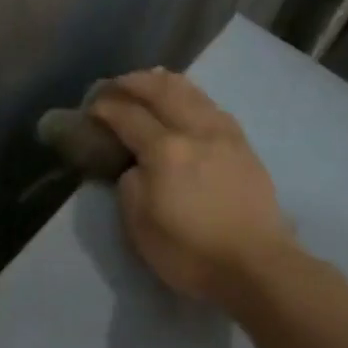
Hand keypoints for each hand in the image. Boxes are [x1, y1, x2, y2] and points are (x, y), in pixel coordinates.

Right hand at [88, 68, 294, 308]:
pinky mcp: (244, 146)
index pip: (128, 116)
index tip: (91, 107)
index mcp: (166, 151)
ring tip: (149, 81)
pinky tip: (187, 100)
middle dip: (134, 83)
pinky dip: (192, 95)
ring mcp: (225, 135)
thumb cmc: (190, 252)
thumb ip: (130, 186)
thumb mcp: (140, 226)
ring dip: (165, 82)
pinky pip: (213, 106)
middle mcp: (196, 131)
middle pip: (162, 91)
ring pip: (192, 92)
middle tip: (115, 85)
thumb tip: (136, 166)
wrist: (256, 266)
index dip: (106, 108)